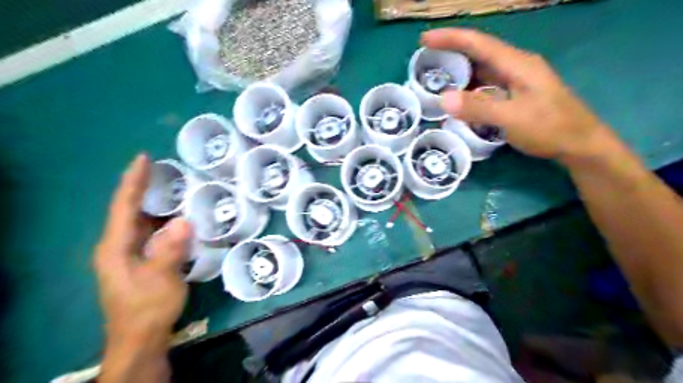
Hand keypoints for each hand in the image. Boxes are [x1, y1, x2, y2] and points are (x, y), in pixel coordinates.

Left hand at [94, 152, 188, 355]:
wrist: (141, 339)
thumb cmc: (147, 310)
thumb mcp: (161, 281)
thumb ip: (171, 250)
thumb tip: (184, 220)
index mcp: (115, 247)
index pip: (123, 206)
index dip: (134, 181)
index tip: (144, 158)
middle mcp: (118, 246)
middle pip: (129, 209)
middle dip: (144, 187)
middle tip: (167, 169)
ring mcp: (129, 254)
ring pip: (140, 221)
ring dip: (155, 203)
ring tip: (176, 186)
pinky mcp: (141, 261)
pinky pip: (151, 232)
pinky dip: (163, 220)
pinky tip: (179, 216)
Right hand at [425, 26, 610, 162]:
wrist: (580, 144)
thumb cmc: (551, 128)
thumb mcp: (513, 118)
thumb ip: (478, 107)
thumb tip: (444, 98)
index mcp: (517, 64)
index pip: (479, 43)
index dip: (451, 38)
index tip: (425, 38)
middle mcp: (515, 67)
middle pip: (478, 52)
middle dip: (451, 52)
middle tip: (425, 60)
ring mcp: (516, 81)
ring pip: (481, 70)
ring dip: (458, 71)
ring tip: (435, 78)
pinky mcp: (515, 95)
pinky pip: (485, 85)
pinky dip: (468, 88)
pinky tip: (458, 97)